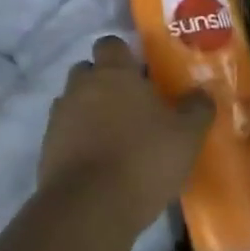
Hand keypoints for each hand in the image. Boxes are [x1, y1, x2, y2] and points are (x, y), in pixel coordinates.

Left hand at [40, 36, 213, 229]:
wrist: (90, 206)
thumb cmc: (143, 160)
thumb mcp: (186, 136)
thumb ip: (197, 109)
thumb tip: (202, 92)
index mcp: (113, 74)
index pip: (111, 44)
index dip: (125, 56)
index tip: (142, 74)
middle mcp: (80, 87)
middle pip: (88, 71)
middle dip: (105, 82)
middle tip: (131, 106)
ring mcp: (59, 116)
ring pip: (74, 101)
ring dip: (89, 111)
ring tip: (115, 137)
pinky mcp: (47, 146)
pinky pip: (64, 131)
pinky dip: (78, 139)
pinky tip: (98, 160)